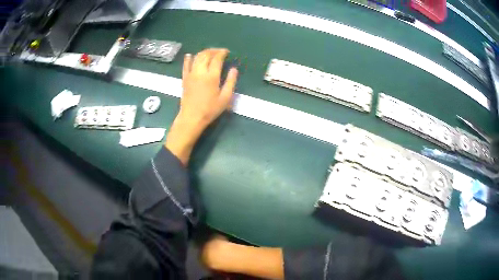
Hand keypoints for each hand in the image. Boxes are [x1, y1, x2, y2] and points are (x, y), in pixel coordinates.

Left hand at [165, 48, 237, 164]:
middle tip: (219, 51)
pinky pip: (186, 65)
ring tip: (209, 53)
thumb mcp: (225, 98)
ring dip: (203, 52)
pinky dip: (188, 58)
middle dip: (213, 50)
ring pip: (196, 57)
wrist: (191, 117)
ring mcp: (190, 74)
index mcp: (211, 76)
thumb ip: (230, 82)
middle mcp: (200, 72)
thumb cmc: (210, 109)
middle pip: (206, 55)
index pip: (217, 58)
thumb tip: (234, 69)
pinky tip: (190, 55)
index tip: (227, 52)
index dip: (222, 53)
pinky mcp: (184, 78)